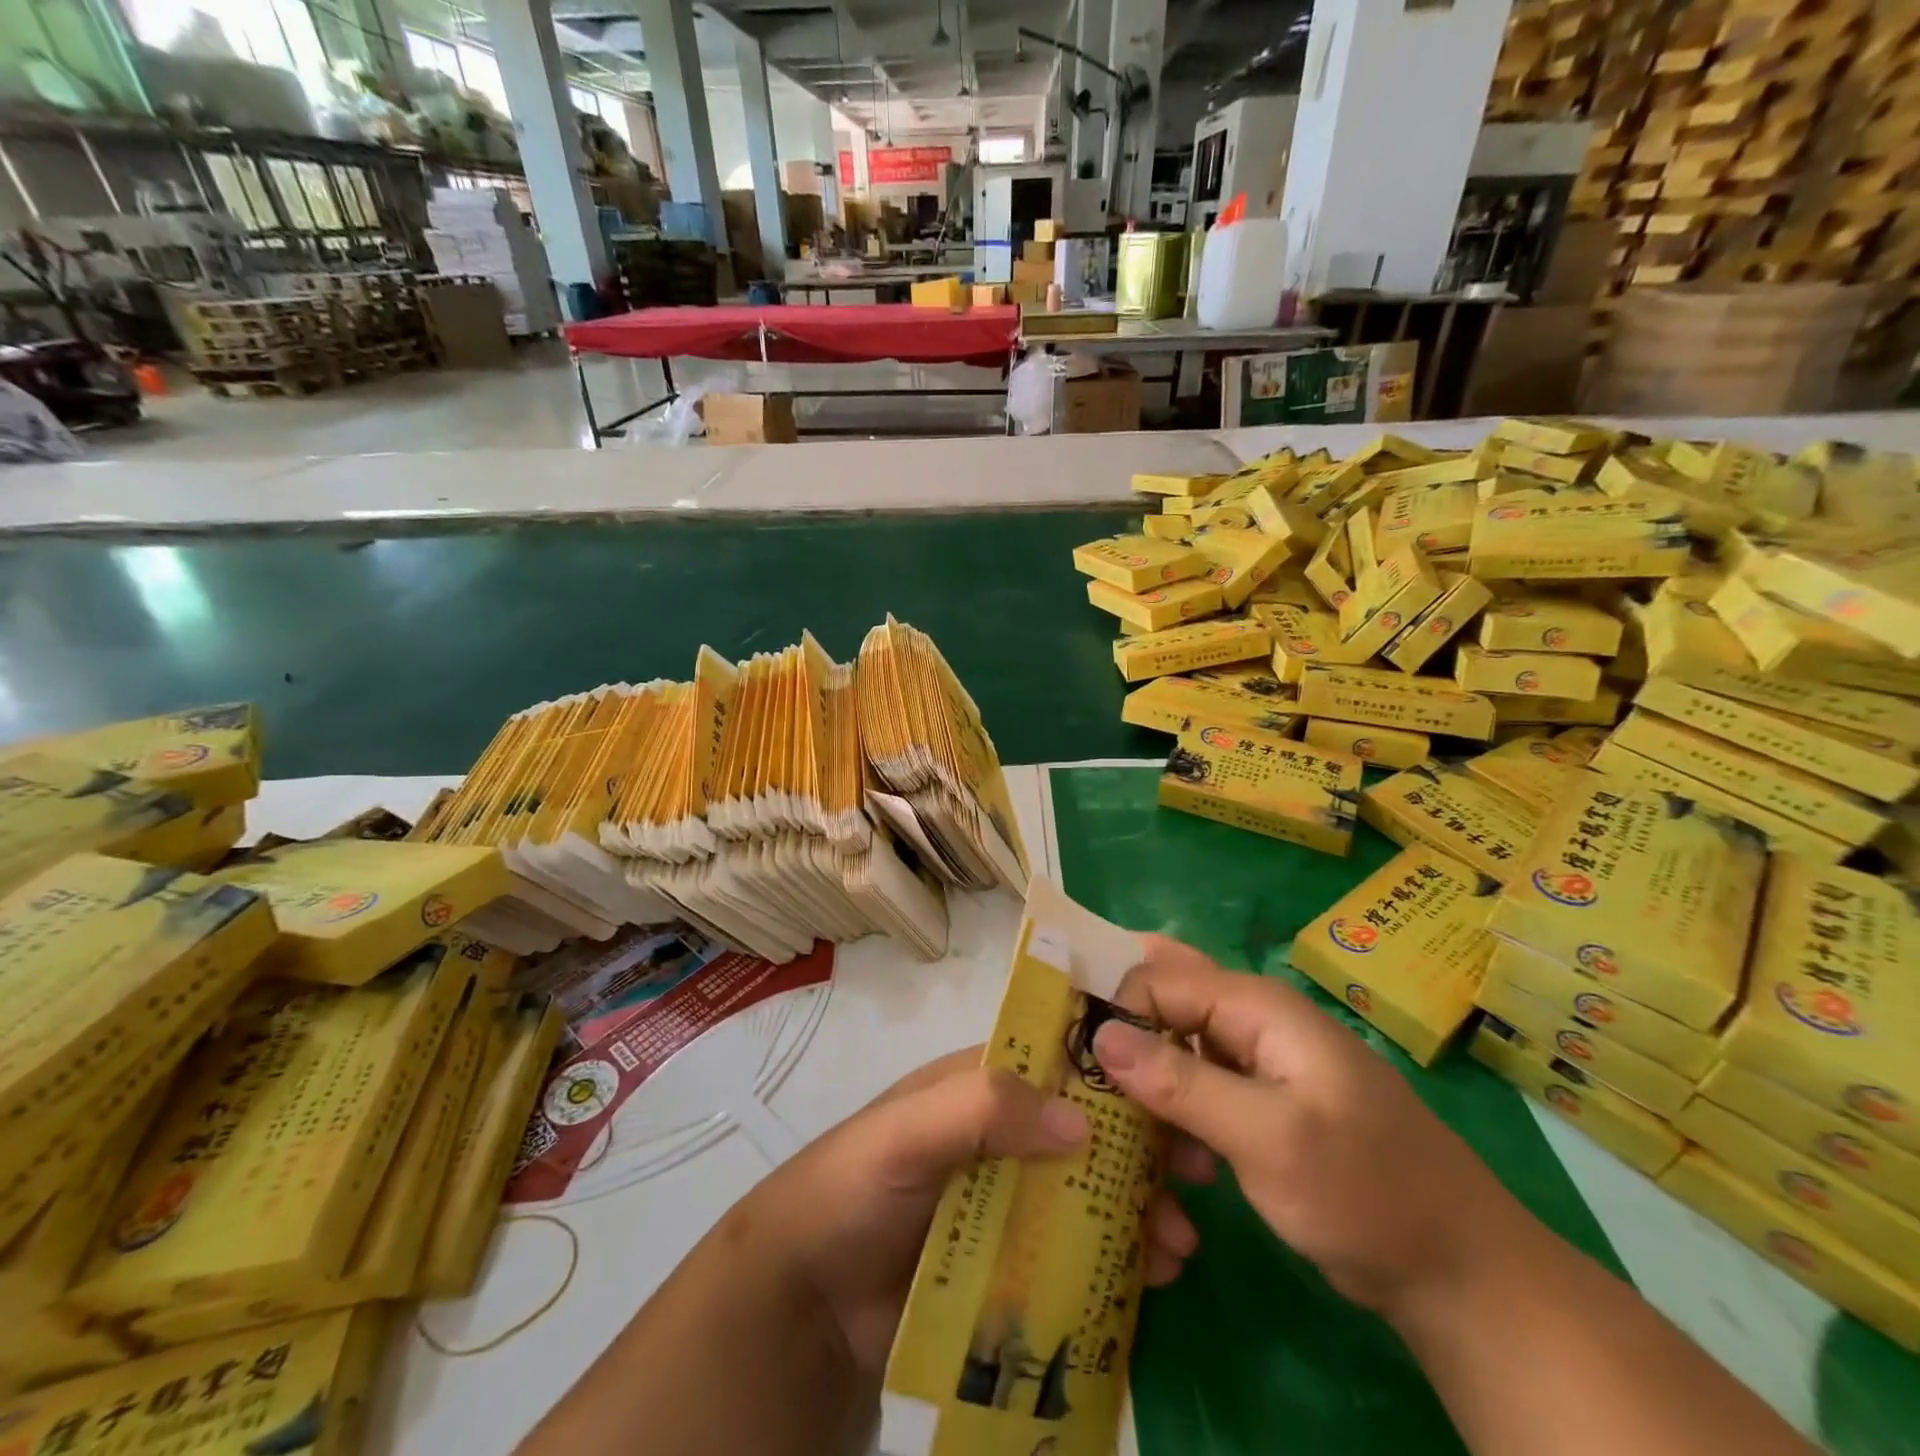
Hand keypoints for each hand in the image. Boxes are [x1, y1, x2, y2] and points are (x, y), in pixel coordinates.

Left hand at [734, 1048, 1204, 1377]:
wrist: (806, 1300)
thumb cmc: (854, 1187)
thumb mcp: (909, 1130)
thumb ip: (981, 1108)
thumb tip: (1081, 1123)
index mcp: (982, 1088)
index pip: (1057, 1062)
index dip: (1114, 1068)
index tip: (1175, 1083)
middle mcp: (1003, 1136)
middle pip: (1086, 1131)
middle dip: (1143, 1146)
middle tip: (1198, 1172)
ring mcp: (1010, 1202)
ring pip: (1089, 1193)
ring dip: (1140, 1208)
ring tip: (1178, 1241)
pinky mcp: (1011, 1265)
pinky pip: (1076, 1256)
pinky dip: (1118, 1262)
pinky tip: (1153, 1278)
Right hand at [1092, 937, 1535, 1322]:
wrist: (1457, 1272)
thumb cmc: (1366, 1191)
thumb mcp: (1268, 1139)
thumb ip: (1182, 1083)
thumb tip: (1100, 1035)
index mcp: (1256, 1006)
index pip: (1157, 980)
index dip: (1113, 1012)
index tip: (1074, 1064)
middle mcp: (1250, 1022)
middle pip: (1161, 1011)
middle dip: (1123, 1049)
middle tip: (1084, 1092)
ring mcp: (1255, 1065)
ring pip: (1172, 1057)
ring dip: (1150, 1100)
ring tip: (1137, 1152)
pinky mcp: (1257, 1106)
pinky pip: (1195, 1096)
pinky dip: (1176, 1126)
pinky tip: (1177, 1174)